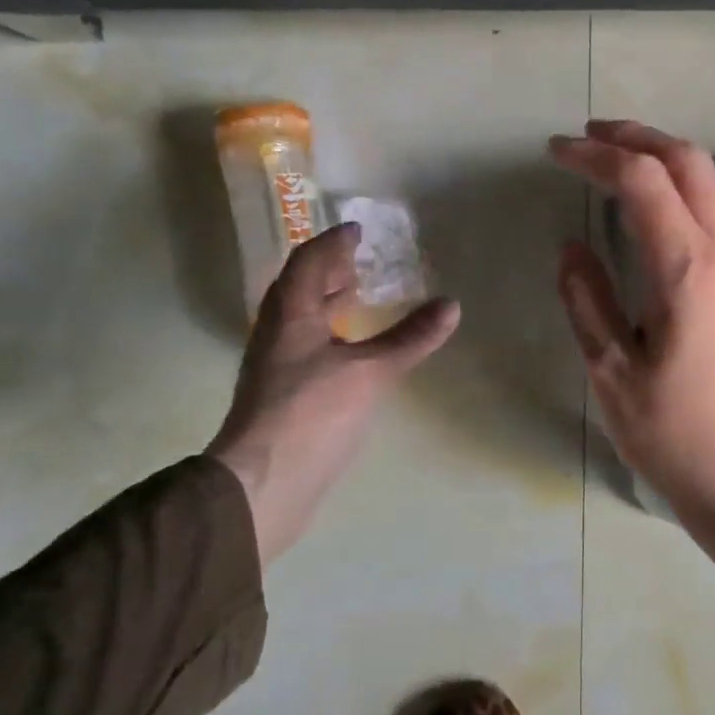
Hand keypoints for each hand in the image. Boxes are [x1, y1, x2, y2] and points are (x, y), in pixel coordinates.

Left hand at [209, 224, 460, 563]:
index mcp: (291, 316)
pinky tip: (352, 352)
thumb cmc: (312, 414)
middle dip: (329, 270)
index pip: (308, 263)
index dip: (332, 243)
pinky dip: (331, 334)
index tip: (356, 229)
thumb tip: (451, 305)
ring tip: (359, 297)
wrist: (264, 484)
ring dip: (328, 302)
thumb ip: (410, 337)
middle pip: (300, 289)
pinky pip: (308, 346)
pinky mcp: (285, 396)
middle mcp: (277, 335)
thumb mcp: (370, 371)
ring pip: (302, 320)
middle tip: (360, 260)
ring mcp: (277, 367)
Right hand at [550, 120, 714, 595]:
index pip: (643, 182)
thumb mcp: (611, 373)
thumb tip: (571, 246)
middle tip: (589, 136)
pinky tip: (660, 206)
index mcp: (686, 271)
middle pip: (690, 163)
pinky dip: (689, 187)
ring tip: (622, 159)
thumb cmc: (673, 434)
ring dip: (668, 157)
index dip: (596, 156)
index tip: (556, 151)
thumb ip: (587, 300)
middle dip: (638, 138)